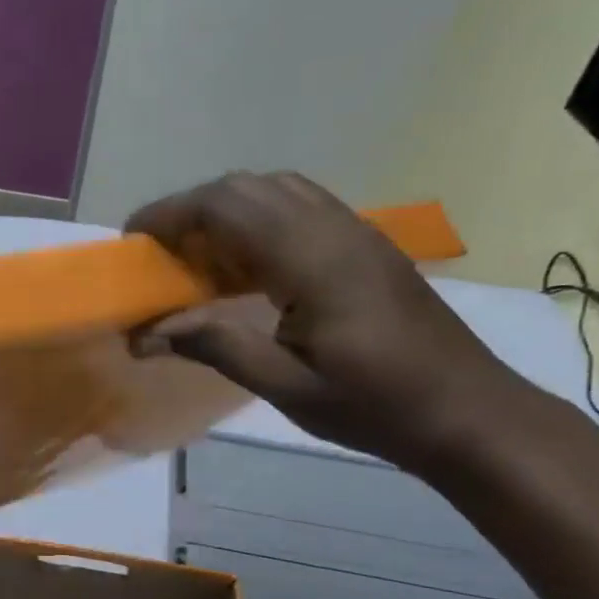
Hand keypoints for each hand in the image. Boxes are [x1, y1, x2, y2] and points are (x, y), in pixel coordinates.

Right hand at [126, 171, 527, 467]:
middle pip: (247, 187)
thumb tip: (146, 334)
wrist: (467, 411)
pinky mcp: (366, 246)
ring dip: (225, 213)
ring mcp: (355, 232)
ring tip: (195, 260)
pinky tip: (244, 269)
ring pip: (275, 191)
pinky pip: (299, 209)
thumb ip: (215, 347)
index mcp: (312, 259)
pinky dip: (257, 223)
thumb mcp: (286, 385)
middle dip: (191, 211)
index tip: (131, 242)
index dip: (169, 215)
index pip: (225, 206)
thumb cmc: (375, 406)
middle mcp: (334, 229)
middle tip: (158, 256)